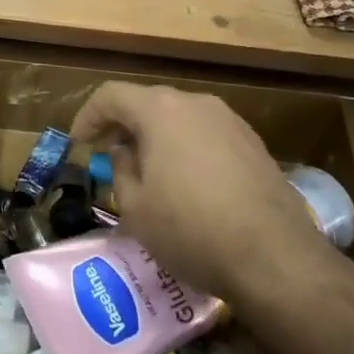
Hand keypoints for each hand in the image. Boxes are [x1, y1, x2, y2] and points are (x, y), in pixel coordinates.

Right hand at [72, 82, 338, 300]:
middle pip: (148, 102)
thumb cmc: (191, 229)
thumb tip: (124, 153)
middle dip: (122, 125)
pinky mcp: (254, 145)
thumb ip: (120, 169)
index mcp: (161, 111)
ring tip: (145, 170)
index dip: (88, 115)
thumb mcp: (135, 206)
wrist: (275, 258)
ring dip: (155, 137)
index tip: (79, 143)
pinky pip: (206, 135)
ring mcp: (231, 122)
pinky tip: (185, 182)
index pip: (112, 95)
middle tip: (106, 155)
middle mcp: (197, 104)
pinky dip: (185, 148)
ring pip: (180, 118)